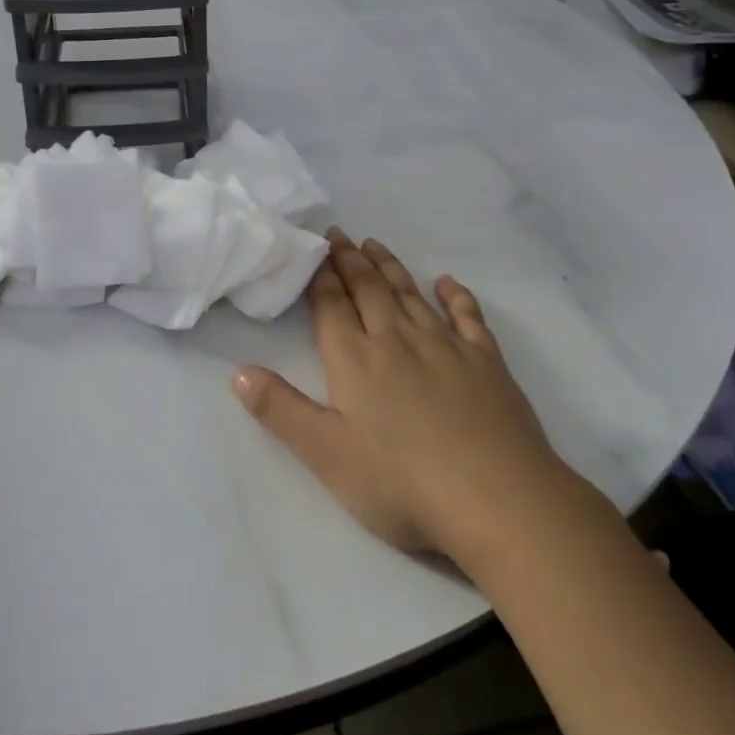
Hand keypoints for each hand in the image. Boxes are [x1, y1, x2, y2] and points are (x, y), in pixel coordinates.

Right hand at [233, 228, 561, 558]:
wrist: (496, 499)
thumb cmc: (401, 482)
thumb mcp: (326, 455)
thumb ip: (281, 410)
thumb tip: (238, 371)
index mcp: (355, 359)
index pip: (332, 305)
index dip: (321, 276)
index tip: (315, 249)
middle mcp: (397, 339)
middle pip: (369, 289)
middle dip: (350, 260)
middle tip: (340, 235)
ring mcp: (445, 346)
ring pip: (410, 294)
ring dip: (390, 267)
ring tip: (375, 245)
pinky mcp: (486, 361)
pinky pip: (467, 317)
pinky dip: (456, 296)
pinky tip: (448, 283)